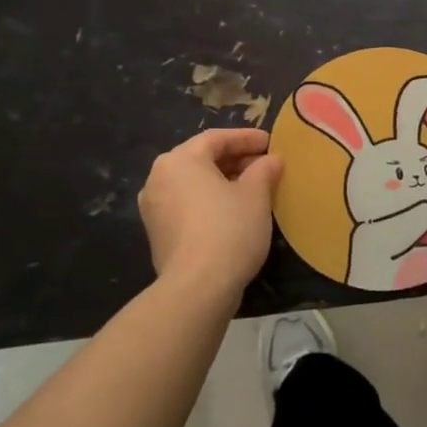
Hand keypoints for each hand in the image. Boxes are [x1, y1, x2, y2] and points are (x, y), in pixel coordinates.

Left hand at [139, 129, 283, 298]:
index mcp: (180, 160)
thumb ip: (264, 169)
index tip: (270, 142)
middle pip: (201, 159)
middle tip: (264, 164)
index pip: (216, 138)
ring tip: (253, 187)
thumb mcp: (256, 194)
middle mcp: (159, 178)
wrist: (197, 288)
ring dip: (222, 180)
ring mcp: (154, 207)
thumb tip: (272, 160)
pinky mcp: (158, 233)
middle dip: (235, 159)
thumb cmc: (229, 229)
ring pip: (193, 183)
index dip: (246, 138)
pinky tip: (233, 210)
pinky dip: (209, 200)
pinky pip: (186, 203)